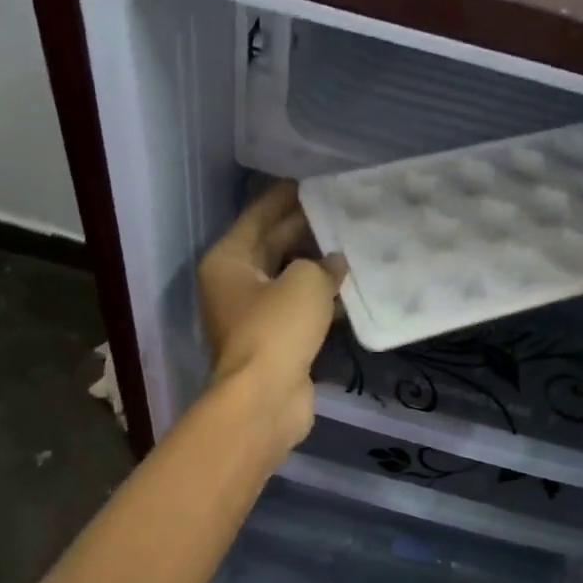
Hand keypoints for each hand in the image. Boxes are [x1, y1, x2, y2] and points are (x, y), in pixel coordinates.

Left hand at [198, 181, 344, 447]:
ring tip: (353, 246)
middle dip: (304, 230)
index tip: (311, 184)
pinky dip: (320, 300)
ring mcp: (253, 316)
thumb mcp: (304, 282)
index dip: (284, 198)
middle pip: (272, 246)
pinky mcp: (274, 342)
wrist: (265, 399)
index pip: (258, 217)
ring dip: (316, 267)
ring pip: (288, 280)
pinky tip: (351, 290)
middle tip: (340, 212)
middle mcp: (235, 284)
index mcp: (229, 260)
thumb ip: (323, 265)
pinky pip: (299, 309)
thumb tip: (335, 263)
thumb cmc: (276, 329)